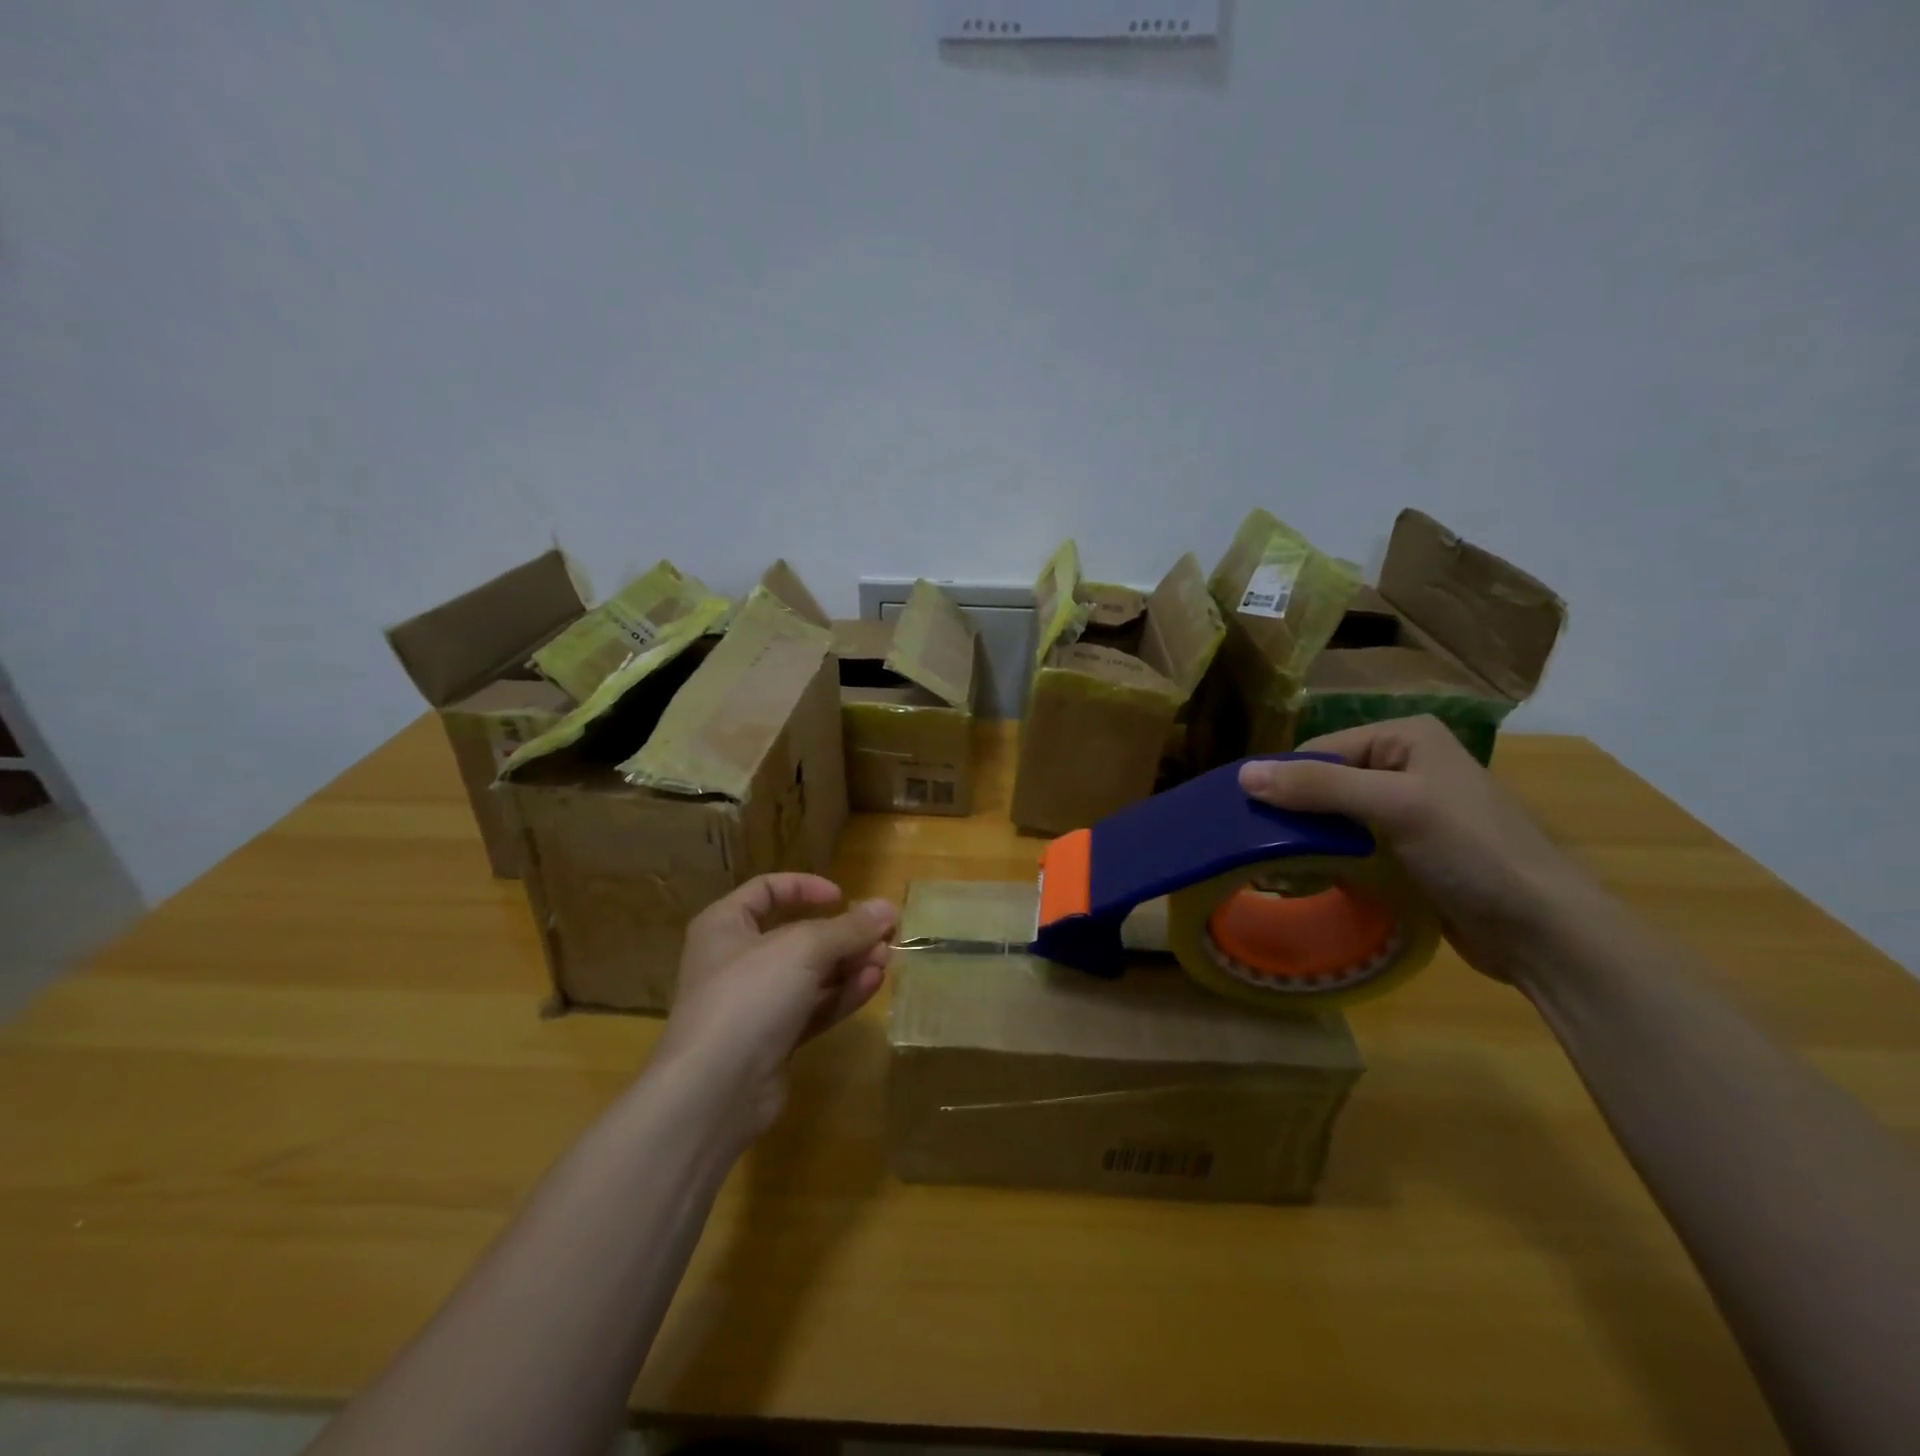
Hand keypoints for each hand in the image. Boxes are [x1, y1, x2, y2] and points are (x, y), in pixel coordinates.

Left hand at [655, 874, 895, 1136]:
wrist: (714, 1090)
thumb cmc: (749, 995)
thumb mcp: (804, 948)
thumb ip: (849, 927)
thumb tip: (888, 907)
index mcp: (725, 925)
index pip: (766, 890)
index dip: (805, 887)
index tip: (842, 897)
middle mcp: (736, 960)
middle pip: (797, 935)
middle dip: (842, 934)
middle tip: (883, 935)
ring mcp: (754, 1003)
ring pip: (810, 974)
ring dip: (849, 964)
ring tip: (885, 960)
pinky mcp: (773, 1040)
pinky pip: (813, 1008)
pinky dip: (841, 995)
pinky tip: (872, 985)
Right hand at [1238, 716, 1602, 981]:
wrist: (1543, 932)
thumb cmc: (1473, 854)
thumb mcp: (1395, 807)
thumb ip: (1318, 786)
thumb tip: (1243, 774)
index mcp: (1406, 736)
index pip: (1320, 750)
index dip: (1285, 782)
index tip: (1251, 821)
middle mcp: (1404, 764)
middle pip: (1324, 782)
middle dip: (1294, 814)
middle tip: (1260, 850)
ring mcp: (1407, 809)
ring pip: (1333, 816)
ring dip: (1307, 840)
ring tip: (1276, 868)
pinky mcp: (1407, 849)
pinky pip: (1350, 843)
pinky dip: (1327, 859)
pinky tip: (1309, 879)